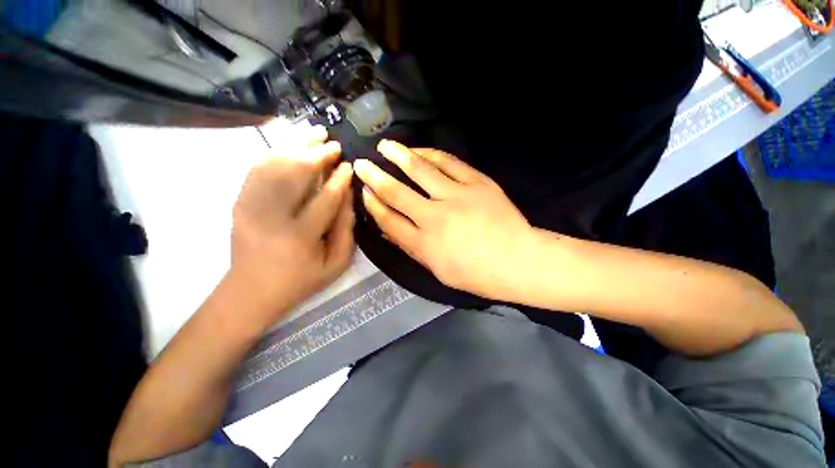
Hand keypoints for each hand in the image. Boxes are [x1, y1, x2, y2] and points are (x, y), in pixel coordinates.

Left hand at [231, 125, 354, 324]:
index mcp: (300, 236)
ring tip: (314, 133)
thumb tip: (349, 198)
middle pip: (295, 173)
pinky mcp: (239, 203)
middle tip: (334, 143)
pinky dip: (275, 152)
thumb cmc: (300, 281)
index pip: (325, 198)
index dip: (339, 179)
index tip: (349, 165)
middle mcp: (272, 216)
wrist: (250, 292)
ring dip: (296, 145)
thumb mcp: (336, 264)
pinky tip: (289, 145)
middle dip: (317, 154)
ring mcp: (250, 206)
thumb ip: (346, 231)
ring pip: (274, 164)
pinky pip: (257, 169)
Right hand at [353, 140, 533, 298]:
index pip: (389, 220)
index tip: (364, 192)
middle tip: (360, 164)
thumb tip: (388, 231)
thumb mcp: (439, 270)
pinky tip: (419, 150)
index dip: (373, 205)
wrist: (519, 261)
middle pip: (398, 193)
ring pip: (421, 171)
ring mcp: (457, 196)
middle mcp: (435, 217)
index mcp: (425, 244)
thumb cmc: (478, 274)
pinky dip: (431, 154)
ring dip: (399, 156)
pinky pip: (449, 163)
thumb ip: (412, 248)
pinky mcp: (477, 183)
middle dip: (375, 177)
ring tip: (385, 145)